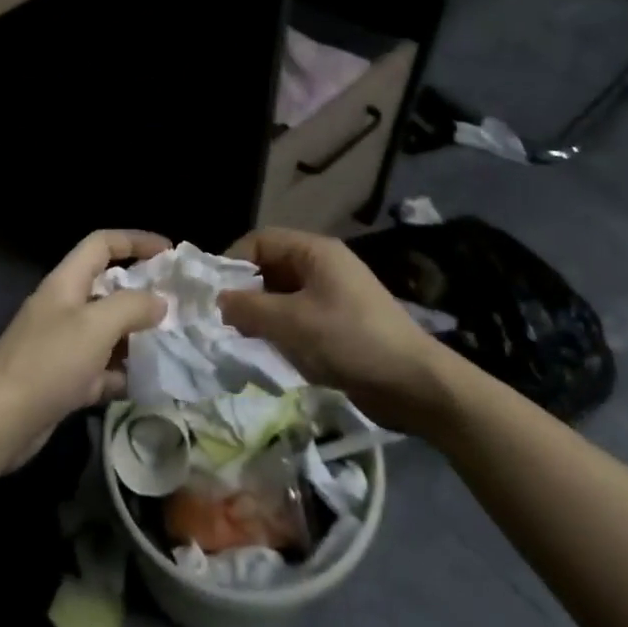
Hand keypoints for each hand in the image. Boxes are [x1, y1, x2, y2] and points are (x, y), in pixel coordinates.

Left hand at [0, 230, 168, 470]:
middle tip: (177, 304)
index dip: (135, 241)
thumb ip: (132, 306)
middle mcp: (63, 307)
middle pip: (106, 287)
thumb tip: (159, 301)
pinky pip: (100, 369)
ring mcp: (61, 345)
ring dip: (135, 336)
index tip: (169, 250)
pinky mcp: (62, 380)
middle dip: (141, 292)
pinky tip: (146, 383)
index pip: (102, 244)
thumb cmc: (49, 361)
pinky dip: (121, 373)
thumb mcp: (96, 325)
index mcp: (66, 282)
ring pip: (106, 331)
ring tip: (171, 343)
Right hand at [217, 228, 455, 435]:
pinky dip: (280, 331)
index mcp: (314, 252)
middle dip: (245, 293)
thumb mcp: (291, 323)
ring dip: (261, 316)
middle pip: (270, 268)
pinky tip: (270, 353)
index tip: (212, 294)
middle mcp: (323, 266)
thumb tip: (218, 301)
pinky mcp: (339, 323)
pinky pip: (298, 317)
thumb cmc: (350, 341)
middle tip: (224, 322)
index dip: (232, 262)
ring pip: (281, 295)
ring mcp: (333, 295)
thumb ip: (248, 308)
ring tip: (243, 341)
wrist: (415, 384)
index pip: (260, 241)